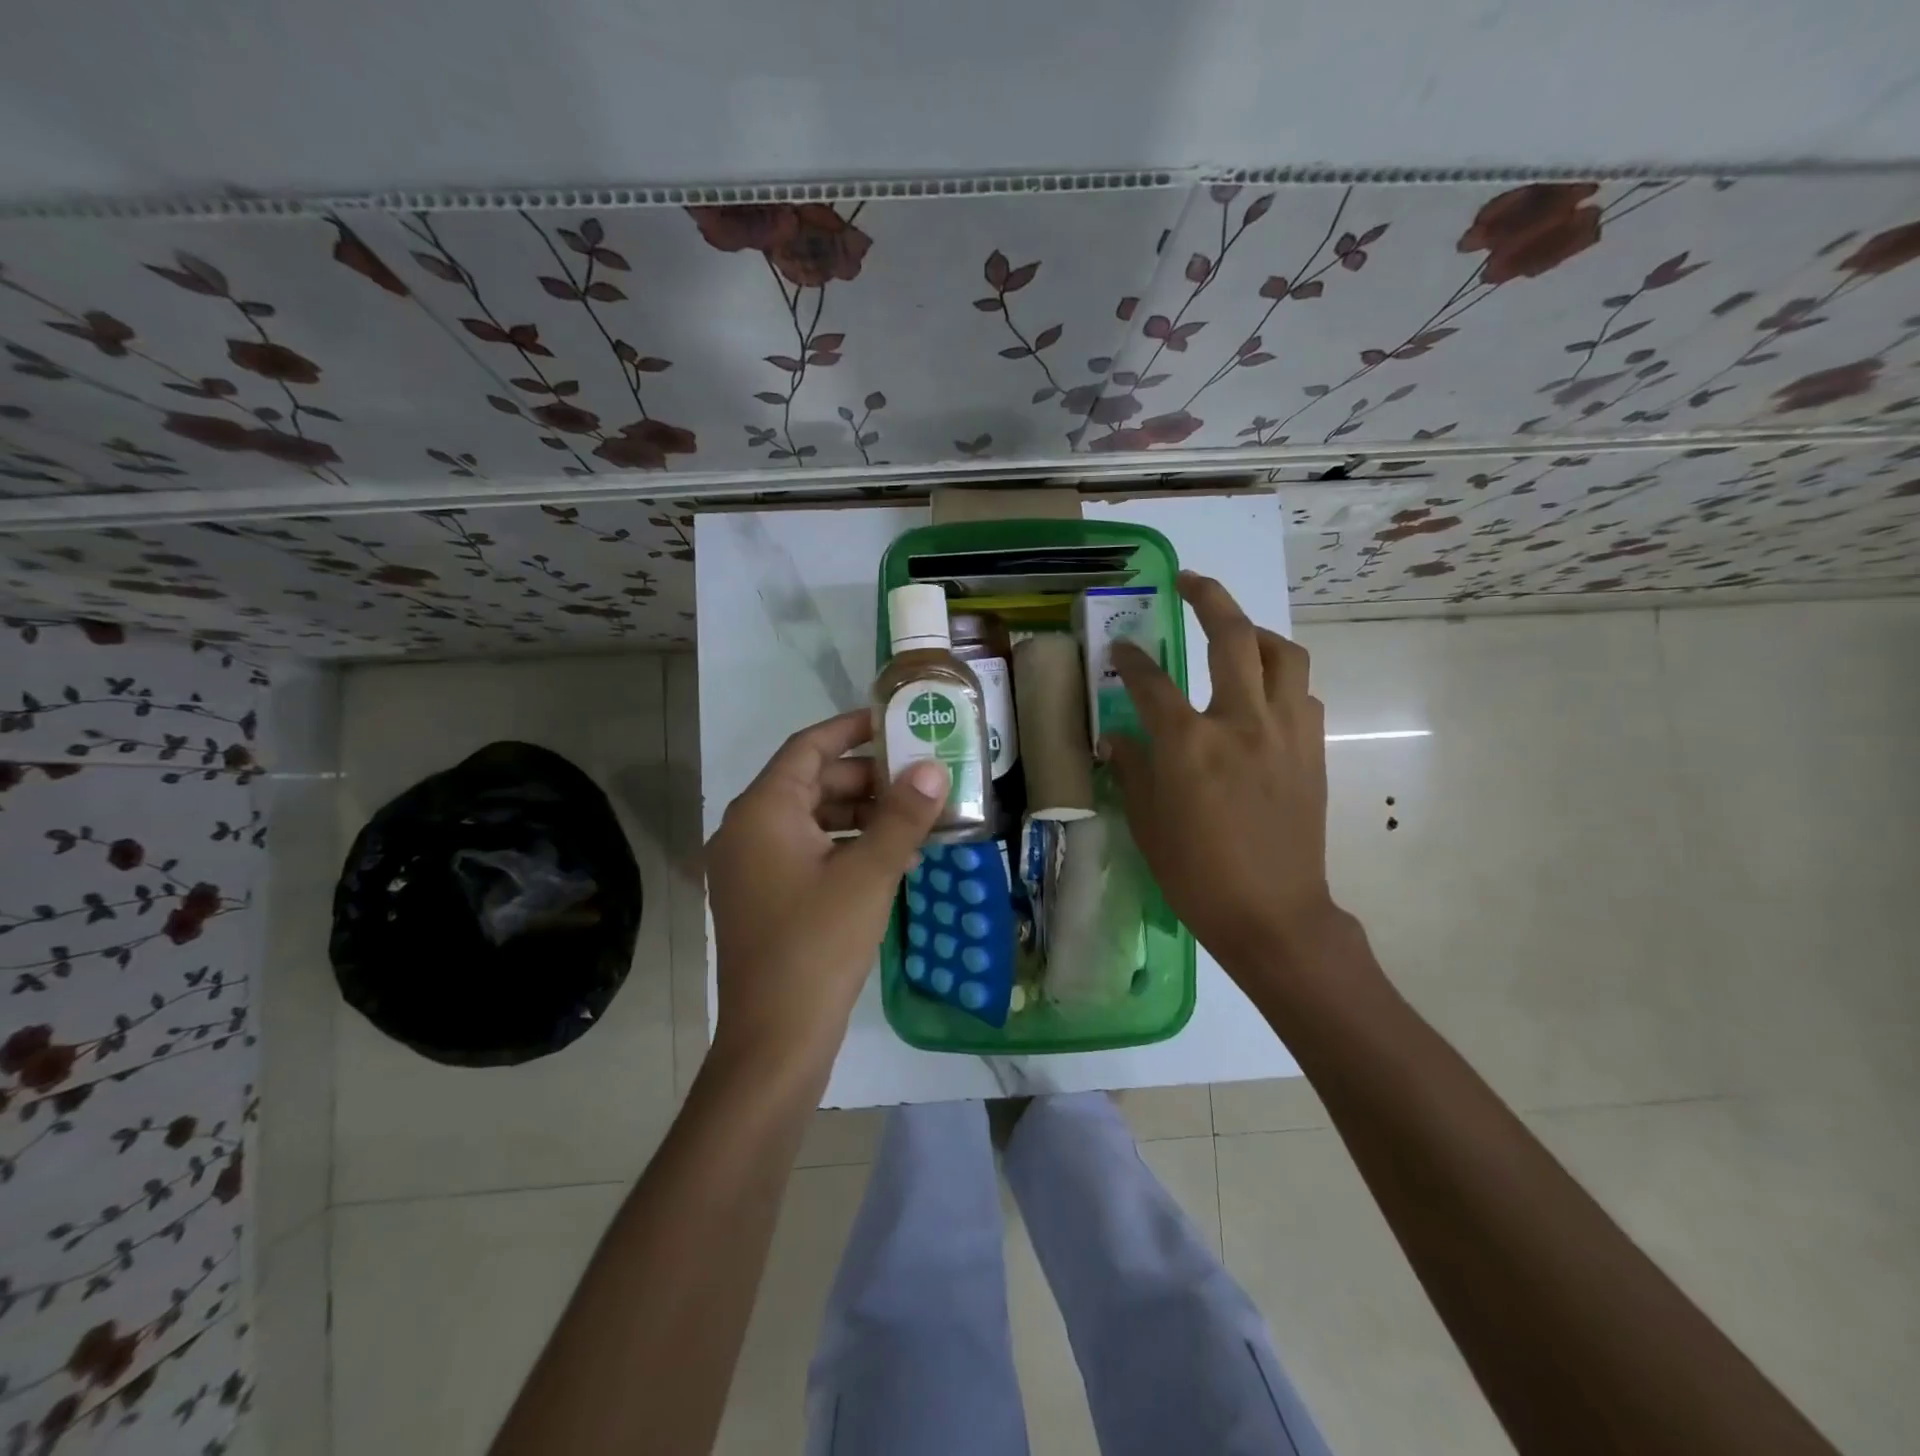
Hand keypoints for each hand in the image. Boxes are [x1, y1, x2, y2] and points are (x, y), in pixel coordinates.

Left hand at [706, 710, 947, 1076]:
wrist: (775, 1040)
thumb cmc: (819, 945)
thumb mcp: (869, 874)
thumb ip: (902, 816)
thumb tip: (933, 768)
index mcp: (762, 811)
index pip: (808, 747)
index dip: (851, 729)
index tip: (892, 721)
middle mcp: (747, 830)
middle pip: (811, 783)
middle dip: (867, 779)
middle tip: (918, 778)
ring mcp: (752, 868)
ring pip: (812, 821)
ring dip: (862, 816)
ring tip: (915, 820)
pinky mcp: (763, 898)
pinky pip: (807, 853)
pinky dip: (846, 848)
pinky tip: (892, 860)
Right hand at [1101, 572, 1339, 976]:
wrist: (1273, 914)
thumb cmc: (1197, 875)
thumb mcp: (1147, 823)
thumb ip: (1131, 768)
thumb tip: (1115, 737)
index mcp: (1190, 744)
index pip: (1152, 681)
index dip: (1131, 658)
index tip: (1121, 648)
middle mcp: (1241, 722)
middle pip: (1231, 636)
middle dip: (1208, 597)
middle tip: (1190, 581)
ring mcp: (1285, 731)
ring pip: (1282, 654)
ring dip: (1256, 633)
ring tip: (1236, 636)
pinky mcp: (1312, 748)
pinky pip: (1301, 693)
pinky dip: (1280, 679)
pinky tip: (1262, 696)